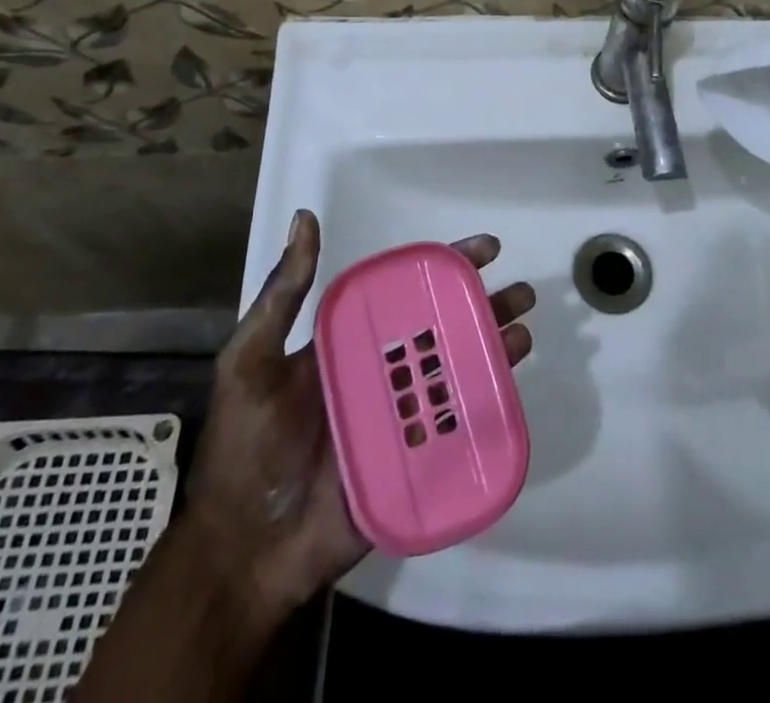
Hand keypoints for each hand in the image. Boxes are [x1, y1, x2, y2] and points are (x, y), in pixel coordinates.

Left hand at [180, 210, 534, 619]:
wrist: (245, 553)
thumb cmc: (246, 447)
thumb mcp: (252, 360)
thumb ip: (283, 294)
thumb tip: (306, 218)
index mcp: (351, 342)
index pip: (408, 292)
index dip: (447, 266)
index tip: (486, 249)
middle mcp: (382, 371)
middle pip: (445, 328)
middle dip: (485, 306)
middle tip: (524, 294)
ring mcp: (401, 417)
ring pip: (459, 372)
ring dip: (493, 350)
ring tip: (524, 335)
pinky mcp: (413, 460)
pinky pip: (456, 426)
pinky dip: (486, 406)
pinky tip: (509, 391)